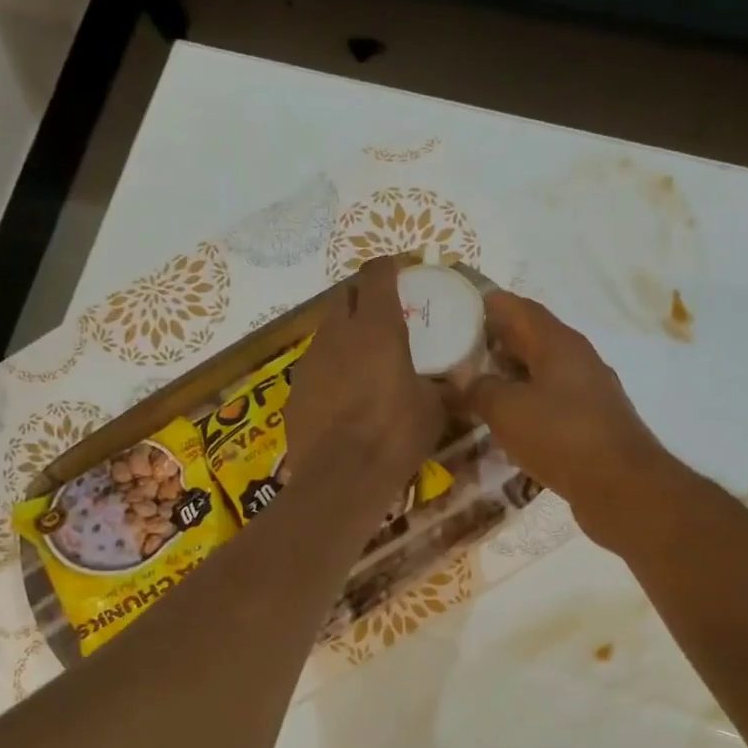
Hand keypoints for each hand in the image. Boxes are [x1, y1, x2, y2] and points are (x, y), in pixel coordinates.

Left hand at [286, 259, 446, 498]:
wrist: (340, 478)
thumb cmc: (395, 434)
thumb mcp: (434, 409)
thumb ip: (441, 387)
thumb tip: (454, 385)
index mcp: (376, 327)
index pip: (377, 274)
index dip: (389, 269)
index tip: (401, 276)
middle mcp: (337, 333)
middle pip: (344, 297)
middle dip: (363, 300)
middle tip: (384, 321)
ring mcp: (310, 361)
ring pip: (327, 333)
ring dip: (345, 338)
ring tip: (365, 365)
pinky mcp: (294, 390)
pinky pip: (315, 369)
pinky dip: (330, 373)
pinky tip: (344, 399)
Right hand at [463, 292, 669, 547]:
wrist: (621, 487)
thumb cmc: (561, 437)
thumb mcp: (506, 409)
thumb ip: (479, 389)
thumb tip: (465, 382)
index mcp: (558, 343)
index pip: (517, 307)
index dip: (485, 304)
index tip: (453, 308)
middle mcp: (577, 359)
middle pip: (529, 338)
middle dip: (492, 342)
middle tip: (453, 351)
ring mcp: (588, 392)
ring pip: (540, 372)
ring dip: (508, 376)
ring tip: (472, 387)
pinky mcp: (590, 423)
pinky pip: (550, 402)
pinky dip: (524, 405)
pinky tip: (504, 423)